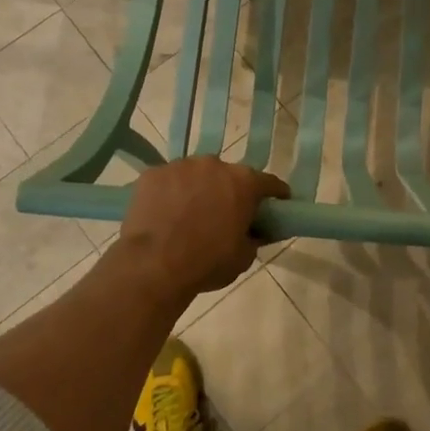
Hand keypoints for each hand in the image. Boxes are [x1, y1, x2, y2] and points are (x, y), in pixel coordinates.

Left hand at [113, 157, 289, 303]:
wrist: (153, 266)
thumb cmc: (207, 263)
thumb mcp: (244, 256)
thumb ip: (255, 237)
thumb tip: (256, 231)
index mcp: (244, 182)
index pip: (270, 183)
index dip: (275, 195)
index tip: (276, 205)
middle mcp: (214, 164)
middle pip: (229, 175)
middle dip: (229, 191)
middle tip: (224, 214)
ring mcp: (180, 166)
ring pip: (196, 175)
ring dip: (198, 189)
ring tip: (188, 215)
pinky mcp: (152, 173)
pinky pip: (168, 181)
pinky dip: (170, 193)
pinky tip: (163, 214)